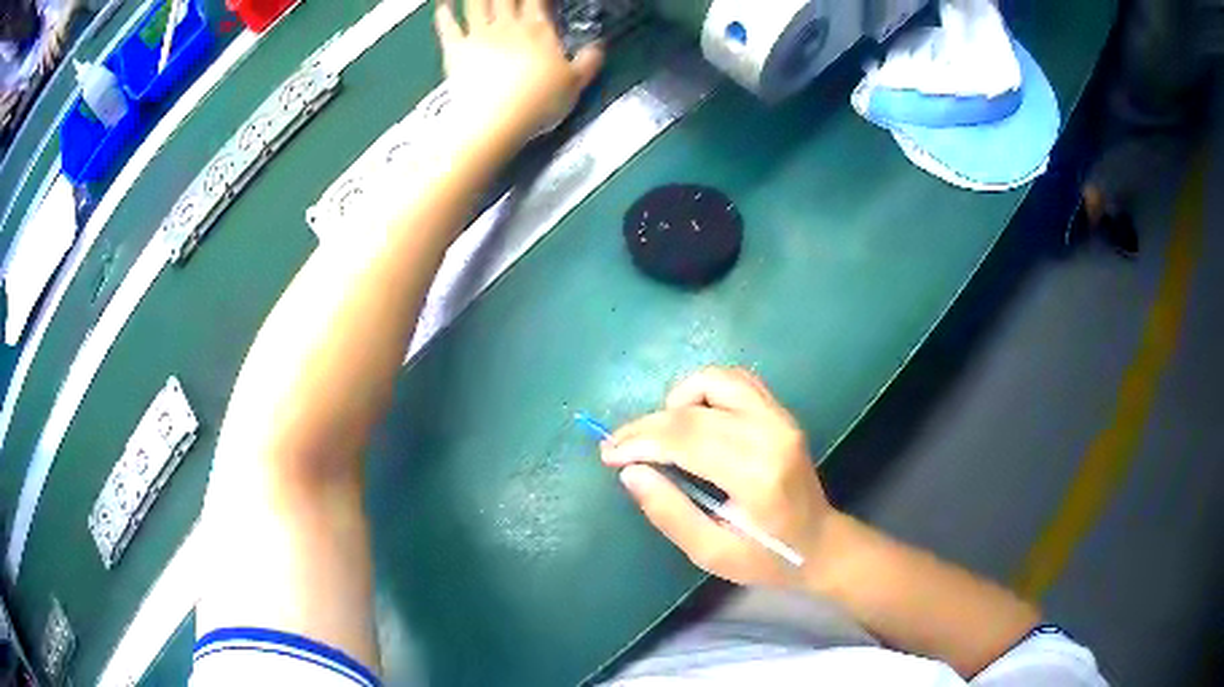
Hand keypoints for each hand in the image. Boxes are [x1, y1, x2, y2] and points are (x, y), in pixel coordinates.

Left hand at [434, 0, 602, 142]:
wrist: (495, 121)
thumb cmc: (538, 103)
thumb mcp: (574, 85)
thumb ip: (588, 63)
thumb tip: (598, 48)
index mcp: (539, 30)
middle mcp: (508, 26)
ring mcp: (479, 35)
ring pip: (476, 3)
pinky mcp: (455, 50)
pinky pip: (447, 27)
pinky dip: (444, 14)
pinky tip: (442, 5)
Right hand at [602, 368, 835, 587]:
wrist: (821, 543)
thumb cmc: (766, 558)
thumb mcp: (712, 553)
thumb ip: (670, 513)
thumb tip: (631, 472)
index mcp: (756, 475)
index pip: (686, 438)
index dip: (640, 441)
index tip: (609, 454)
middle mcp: (770, 434)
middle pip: (693, 410)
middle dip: (647, 425)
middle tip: (619, 446)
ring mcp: (780, 418)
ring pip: (715, 380)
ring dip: (677, 401)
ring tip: (661, 434)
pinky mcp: (781, 412)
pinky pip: (735, 381)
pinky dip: (704, 390)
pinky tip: (692, 418)